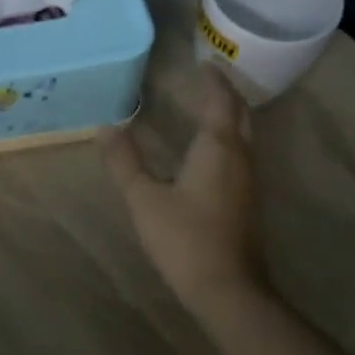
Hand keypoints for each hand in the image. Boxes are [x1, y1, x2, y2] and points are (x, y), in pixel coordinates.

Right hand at [100, 63, 263, 308]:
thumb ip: (124, 162)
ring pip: (245, 136)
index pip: (221, 101)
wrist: (228, 292)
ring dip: (229, 116)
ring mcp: (248, 182)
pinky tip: (209, 150)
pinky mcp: (247, 202)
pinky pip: (241, 155)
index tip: (203, 63)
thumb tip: (106, 127)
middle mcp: (241, 158)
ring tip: (207, 106)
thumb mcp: (144, 199)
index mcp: (219, 148)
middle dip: (227, 94)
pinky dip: (229, 138)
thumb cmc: (185, 239)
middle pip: (241, 115)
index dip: (214, 80)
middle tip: (208, 79)